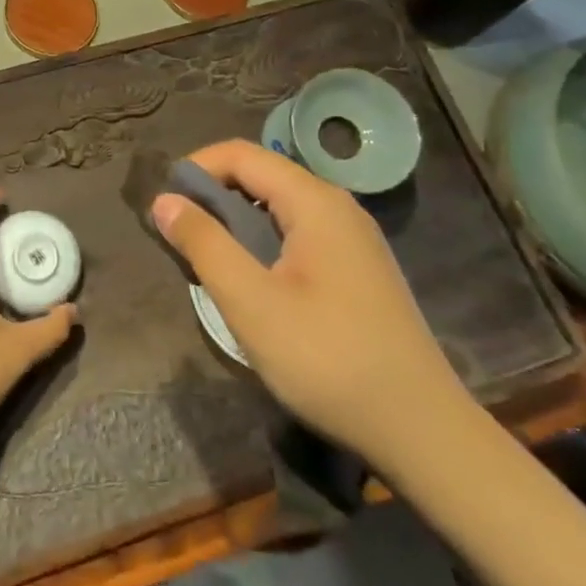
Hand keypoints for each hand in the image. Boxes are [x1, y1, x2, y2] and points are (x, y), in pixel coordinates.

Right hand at [151, 140, 471, 467]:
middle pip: (261, 176)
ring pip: (278, 207)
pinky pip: (298, 234)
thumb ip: (204, 244)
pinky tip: (253, 283)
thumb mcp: (251, 302)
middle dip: (212, 196)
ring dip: (236, 222)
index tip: (164, 207)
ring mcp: (353, 238)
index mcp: (314, 201)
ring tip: (209, 262)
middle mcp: (337, 207)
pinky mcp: (358, 269)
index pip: (241, 154)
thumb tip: (164, 200)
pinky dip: (262, 243)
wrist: (422, 431)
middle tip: (180, 239)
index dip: (196, 169)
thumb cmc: (328, 360)